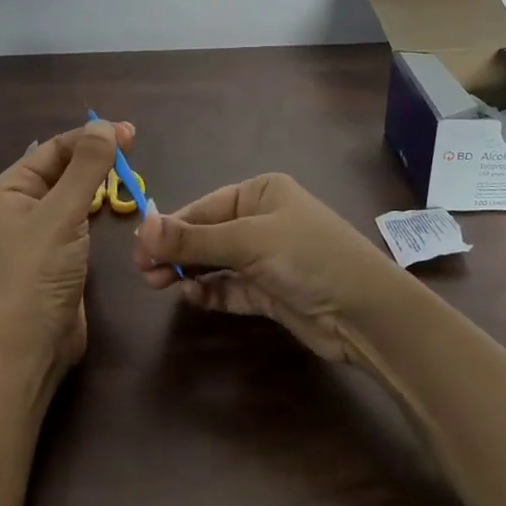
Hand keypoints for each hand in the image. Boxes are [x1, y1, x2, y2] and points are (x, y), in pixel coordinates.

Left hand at [0, 119, 131, 373]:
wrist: (32, 344)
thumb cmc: (39, 272)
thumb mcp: (63, 214)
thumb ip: (86, 168)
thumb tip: (104, 125)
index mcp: (12, 187)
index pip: (55, 148)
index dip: (91, 136)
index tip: (129, 133)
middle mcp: (22, 202)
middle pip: (64, 165)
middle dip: (96, 154)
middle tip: (134, 147)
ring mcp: (41, 227)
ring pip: (74, 189)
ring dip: (99, 177)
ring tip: (130, 170)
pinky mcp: (59, 249)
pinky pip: (80, 213)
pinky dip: (98, 202)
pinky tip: (116, 201)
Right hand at [133, 173, 406, 363]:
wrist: (366, 313)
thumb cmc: (307, 257)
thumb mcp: (248, 241)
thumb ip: (194, 238)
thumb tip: (143, 226)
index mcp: (261, 192)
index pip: (204, 207)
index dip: (170, 226)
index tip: (139, 247)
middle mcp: (262, 220)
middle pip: (207, 234)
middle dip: (175, 251)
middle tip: (143, 271)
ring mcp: (267, 258)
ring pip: (215, 262)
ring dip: (188, 272)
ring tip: (156, 284)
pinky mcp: (270, 292)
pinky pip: (231, 288)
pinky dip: (210, 291)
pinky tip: (190, 296)